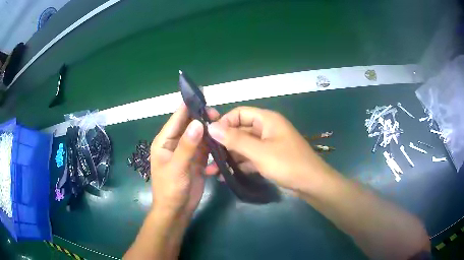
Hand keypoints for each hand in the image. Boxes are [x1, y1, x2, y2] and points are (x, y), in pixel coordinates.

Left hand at [150, 103, 218, 215]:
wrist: (177, 210)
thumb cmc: (171, 188)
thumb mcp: (177, 167)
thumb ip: (187, 145)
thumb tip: (198, 123)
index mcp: (165, 141)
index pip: (177, 118)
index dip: (188, 106)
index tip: (202, 94)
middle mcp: (176, 143)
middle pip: (190, 125)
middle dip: (203, 119)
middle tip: (218, 116)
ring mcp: (187, 152)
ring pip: (200, 136)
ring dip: (210, 133)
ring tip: (224, 128)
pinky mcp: (197, 161)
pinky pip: (206, 149)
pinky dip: (213, 146)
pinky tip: (222, 146)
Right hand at [206, 106, 335, 193]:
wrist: (312, 184)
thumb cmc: (287, 164)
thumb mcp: (259, 152)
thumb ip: (235, 140)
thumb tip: (211, 127)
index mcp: (267, 120)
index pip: (239, 113)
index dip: (224, 122)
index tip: (210, 136)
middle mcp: (266, 129)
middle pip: (240, 131)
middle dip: (224, 144)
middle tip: (207, 157)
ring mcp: (268, 145)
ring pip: (244, 147)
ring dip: (230, 157)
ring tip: (212, 170)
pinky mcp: (269, 159)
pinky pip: (250, 158)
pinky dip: (240, 165)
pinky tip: (226, 176)